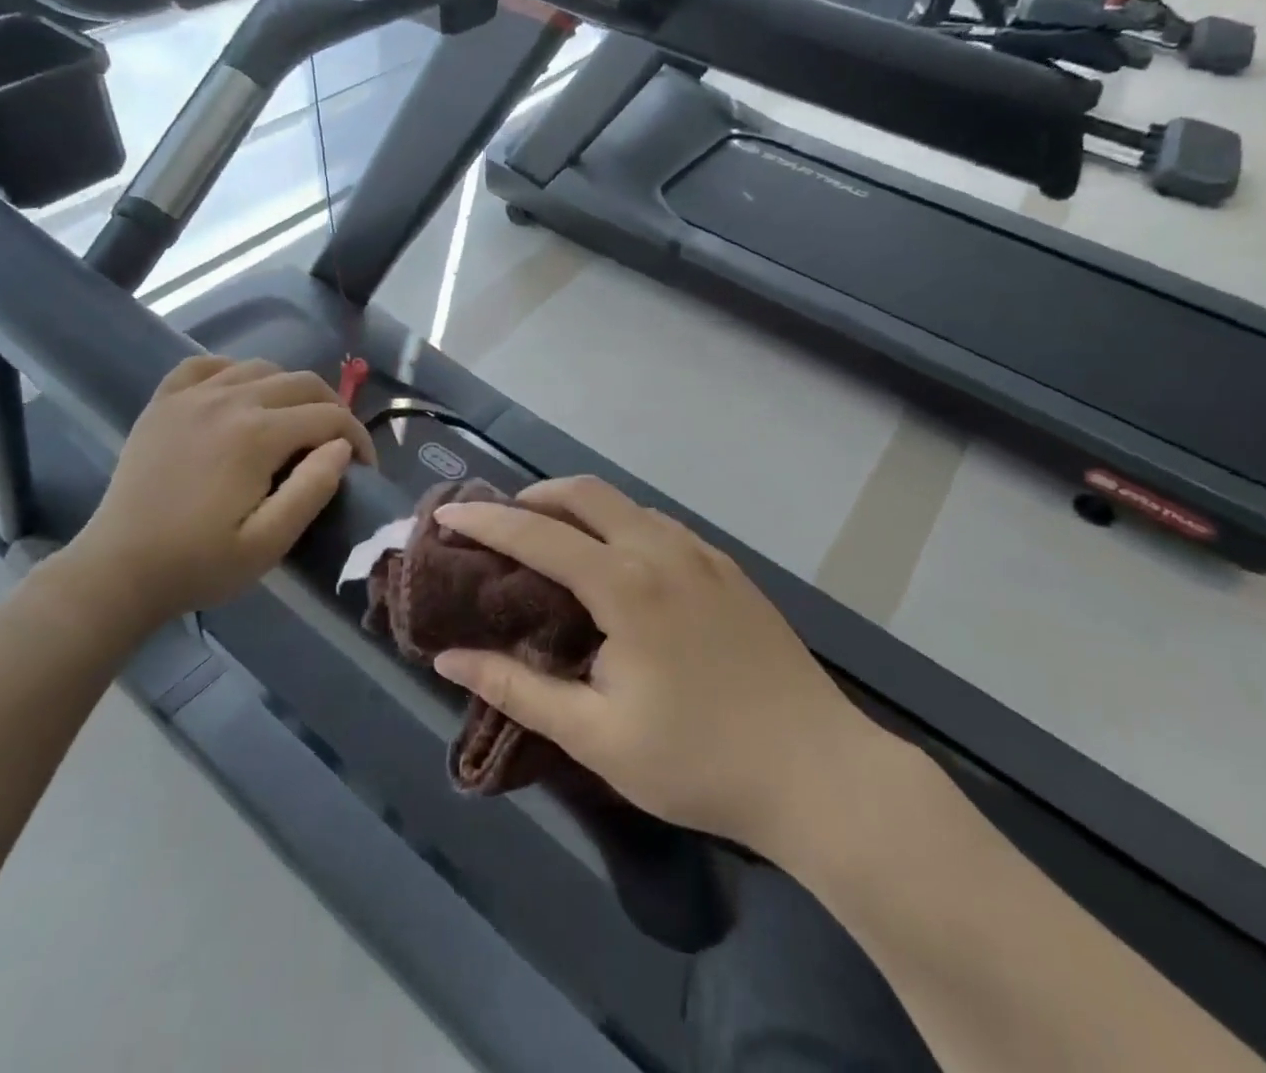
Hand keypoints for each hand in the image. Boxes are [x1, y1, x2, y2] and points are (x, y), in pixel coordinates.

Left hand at [66, 355, 374, 626]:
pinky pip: (207, 365)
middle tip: (336, 446)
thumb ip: (312, 489)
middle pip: (302, 382)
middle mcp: (229, 401)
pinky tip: (239, 396)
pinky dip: (233, 372)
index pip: (330, 417)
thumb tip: (342, 447)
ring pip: (261, 367)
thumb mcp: (268, 543)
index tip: (364, 468)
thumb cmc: (198, 564)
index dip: (359, 438)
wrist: (116, 571)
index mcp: (258, 435)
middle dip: (332, 409)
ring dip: (290, 390)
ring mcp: (191, 397)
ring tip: (294, 423)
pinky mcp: (163, 403)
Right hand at [430, 477, 879, 856]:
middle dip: (534, 497)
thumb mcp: (595, 736)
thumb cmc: (697, 761)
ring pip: (626, 504)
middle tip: (501, 524)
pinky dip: (620, 525)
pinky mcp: (728, 568)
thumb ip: (518, 689)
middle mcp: (662, 550)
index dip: (486, 522)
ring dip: (580, 509)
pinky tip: (618, 564)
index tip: (448, 517)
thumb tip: (449, 657)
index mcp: (625, 584)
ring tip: (552, 542)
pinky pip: (660, 525)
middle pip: (585, 493)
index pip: (537, 534)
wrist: (818, 772)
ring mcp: (702, 554)